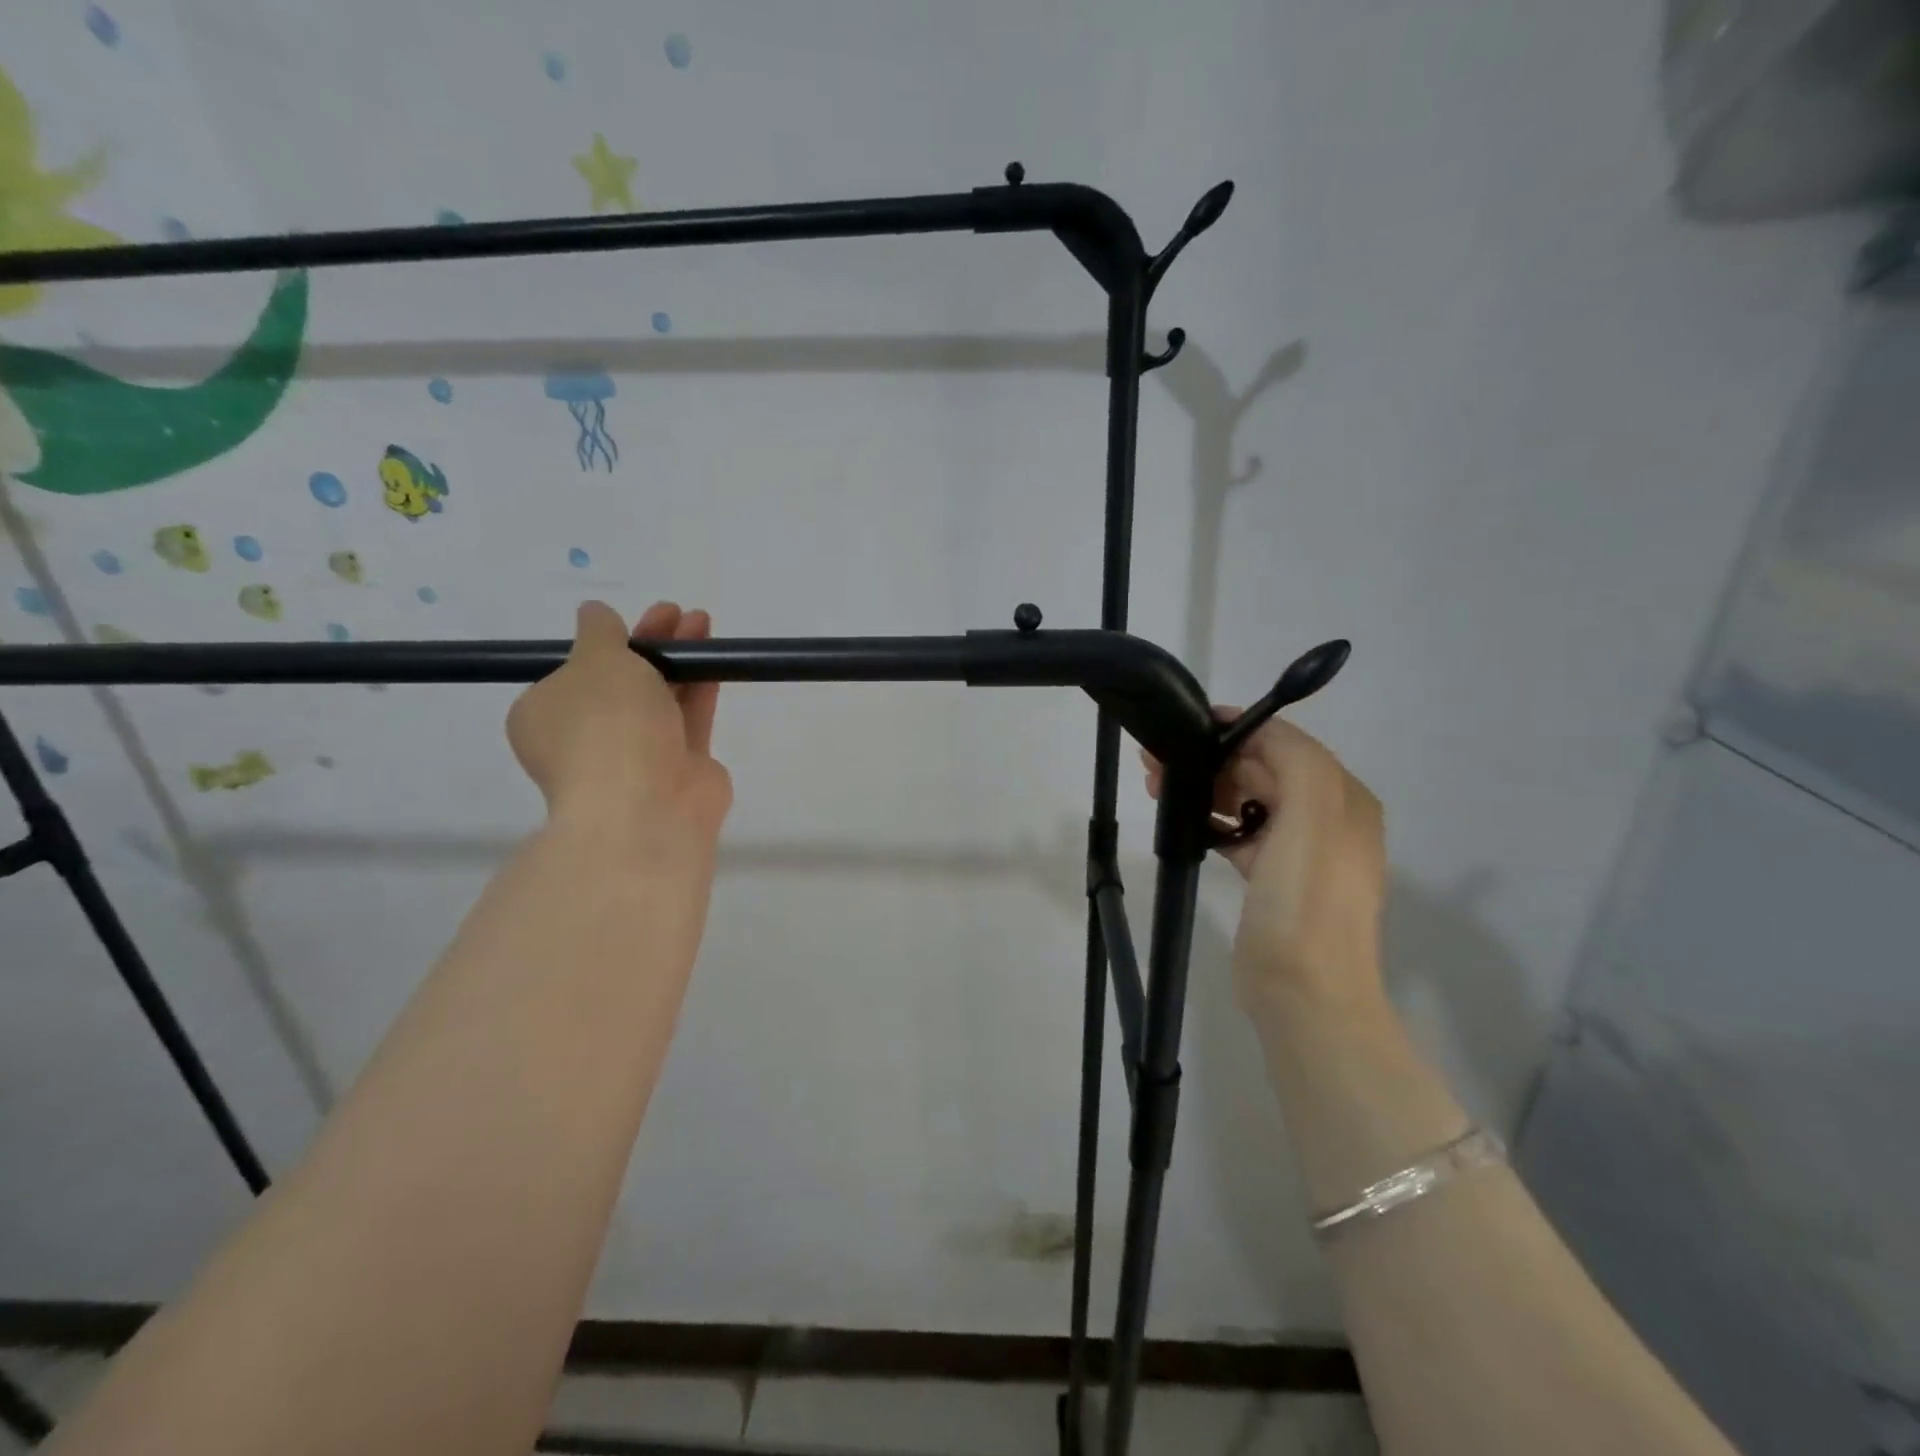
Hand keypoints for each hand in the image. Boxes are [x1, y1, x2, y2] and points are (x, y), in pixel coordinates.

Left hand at [507, 601, 732, 851]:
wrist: (645, 804)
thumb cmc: (606, 725)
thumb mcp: (595, 661)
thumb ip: (599, 632)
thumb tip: (593, 613)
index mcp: (545, 716)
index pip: (572, 675)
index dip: (604, 643)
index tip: (631, 620)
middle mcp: (587, 737)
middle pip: (621, 682)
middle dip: (649, 644)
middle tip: (675, 613)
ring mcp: (635, 755)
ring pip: (658, 697)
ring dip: (679, 659)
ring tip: (702, 623)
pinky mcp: (679, 767)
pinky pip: (688, 719)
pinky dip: (699, 688)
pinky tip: (715, 661)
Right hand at [1143, 713, 1385, 1009]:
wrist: (1304, 993)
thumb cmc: (1305, 901)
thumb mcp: (1313, 815)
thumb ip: (1294, 758)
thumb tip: (1255, 731)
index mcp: (1343, 799)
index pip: (1287, 744)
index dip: (1237, 731)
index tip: (1187, 728)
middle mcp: (1327, 818)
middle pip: (1263, 770)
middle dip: (1214, 760)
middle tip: (1158, 763)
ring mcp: (1300, 851)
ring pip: (1247, 800)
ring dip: (1207, 788)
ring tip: (1158, 787)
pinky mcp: (1273, 879)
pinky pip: (1241, 833)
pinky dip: (1213, 821)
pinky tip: (1184, 821)